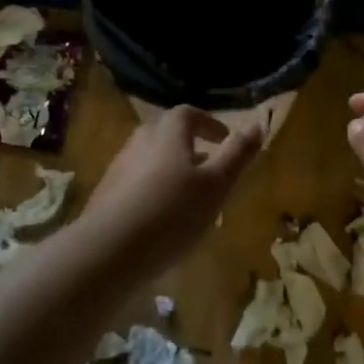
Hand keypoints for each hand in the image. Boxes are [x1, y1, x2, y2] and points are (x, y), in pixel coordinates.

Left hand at [79, 106, 263, 274]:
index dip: (208, 122)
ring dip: (170, 167)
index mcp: (168, 133)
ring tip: (188, 194)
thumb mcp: (217, 184)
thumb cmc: (173, 212)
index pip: (188, 114)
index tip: (224, 138)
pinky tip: (161, 217)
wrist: (109, 250)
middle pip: (165, 132)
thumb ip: (237, 154)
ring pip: (149, 158)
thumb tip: (258, 123)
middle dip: (188, 143)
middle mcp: (140, 142)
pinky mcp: (105, 196)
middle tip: (208, 164)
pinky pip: (135, 182)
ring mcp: (118, 169)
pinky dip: (152, 189)